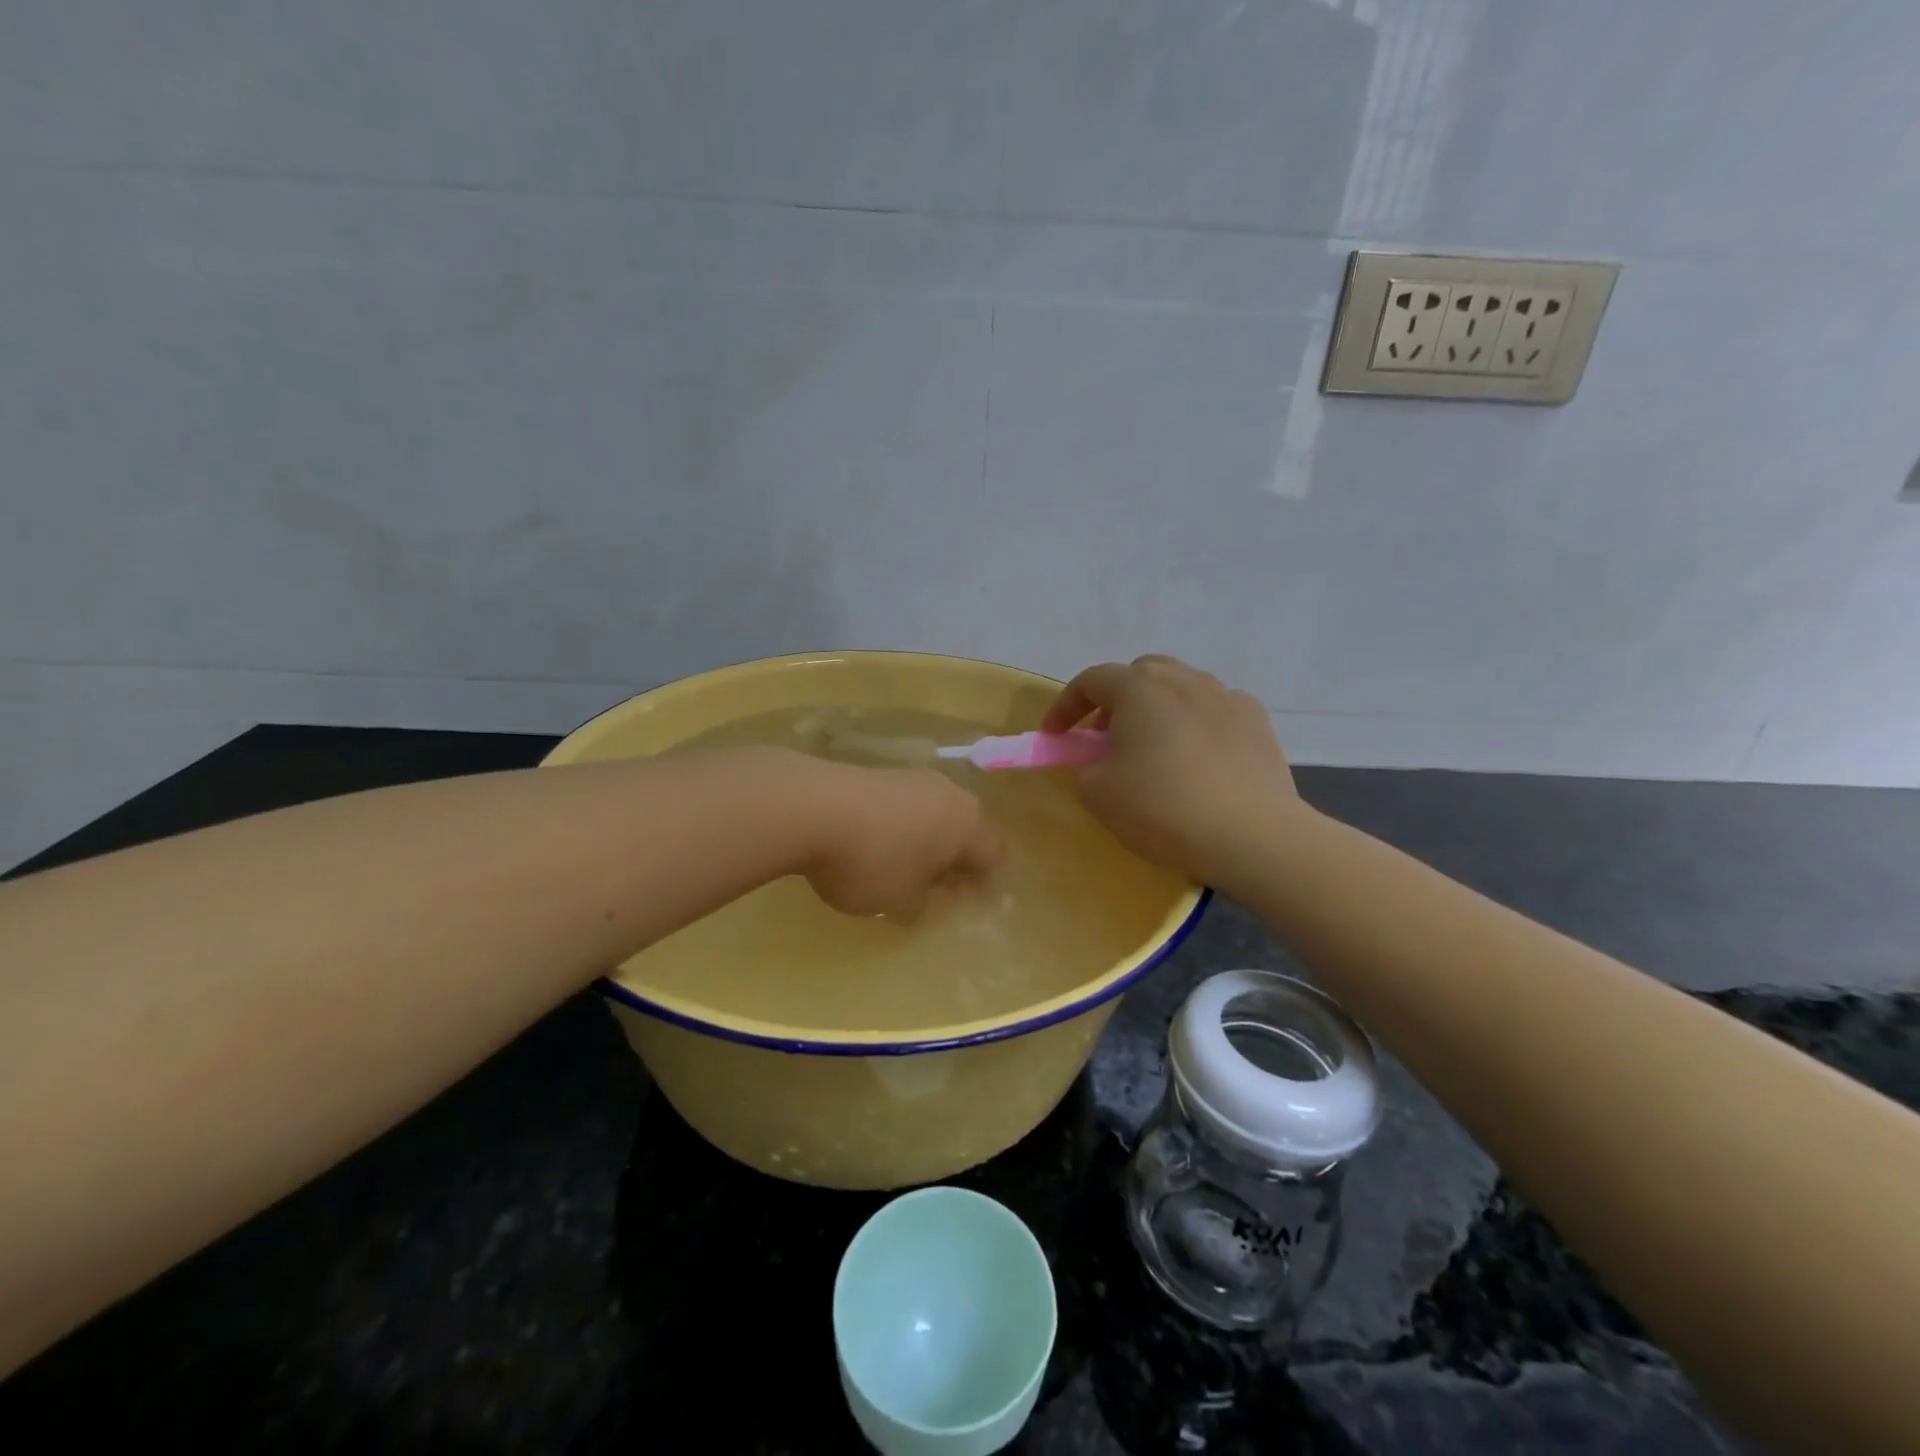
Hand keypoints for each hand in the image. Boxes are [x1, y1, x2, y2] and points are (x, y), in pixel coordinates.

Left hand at [803, 763, 1002, 916]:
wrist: (811, 806)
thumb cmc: (872, 861)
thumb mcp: (902, 899)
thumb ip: (923, 899)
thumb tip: (926, 889)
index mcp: (968, 824)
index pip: (994, 855)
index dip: (986, 882)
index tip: (970, 903)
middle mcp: (949, 794)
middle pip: (966, 828)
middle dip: (957, 857)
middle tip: (941, 886)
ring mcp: (912, 778)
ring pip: (934, 813)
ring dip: (927, 839)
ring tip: (904, 866)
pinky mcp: (878, 773)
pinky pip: (903, 806)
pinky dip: (899, 826)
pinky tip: (875, 844)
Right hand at [1042, 655, 1298, 884]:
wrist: (1252, 835)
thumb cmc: (1163, 807)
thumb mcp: (1098, 793)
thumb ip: (1085, 767)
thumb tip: (1099, 760)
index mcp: (1139, 687)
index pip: (1091, 681)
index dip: (1065, 706)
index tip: (1055, 736)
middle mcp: (1183, 678)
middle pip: (1139, 675)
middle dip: (1114, 701)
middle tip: (1105, 738)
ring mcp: (1226, 695)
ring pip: (1180, 688)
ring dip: (1157, 710)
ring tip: (1153, 749)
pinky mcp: (1257, 720)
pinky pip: (1213, 710)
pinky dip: (1195, 725)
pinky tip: (1197, 759)